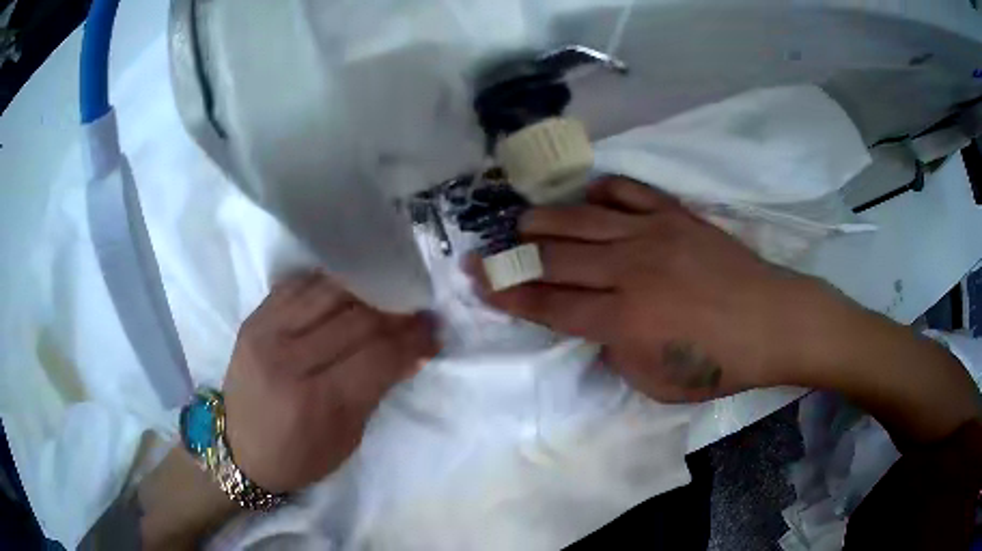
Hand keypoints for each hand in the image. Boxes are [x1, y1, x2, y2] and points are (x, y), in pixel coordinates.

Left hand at [222, 272, 437, 492]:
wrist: (239, 449)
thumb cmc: (299, 457)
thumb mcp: (347, 438)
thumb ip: (376, 390)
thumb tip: (411, 352)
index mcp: (316, 402)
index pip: (378, 356)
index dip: (413, 340)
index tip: (434, 331)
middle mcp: (288, 360)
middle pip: (357, 319)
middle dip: (396, 313)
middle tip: (417, 312)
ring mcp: (266, 332)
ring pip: (329, 291)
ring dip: (366, 290)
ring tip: (386, 296)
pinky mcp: (253, 319)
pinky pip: (299, 285)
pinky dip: (329, 284)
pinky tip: (347, 291)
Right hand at [470, 177, 818, 402]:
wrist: (772, 321)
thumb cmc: (718, 363)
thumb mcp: (656, 383)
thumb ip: (615, 351)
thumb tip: (594, 323)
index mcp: (624, 320)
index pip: (550, 305)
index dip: (511, 295)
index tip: (482, 284)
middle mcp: (630, 270)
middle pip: (555, 257)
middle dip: (512, 256)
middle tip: (488, 252)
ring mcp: (653, 234)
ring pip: (582, 218)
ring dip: (544, 220)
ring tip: (523, 223)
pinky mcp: (675, 214)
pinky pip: (626, 191)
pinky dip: (599, 191)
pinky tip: (586, 197)